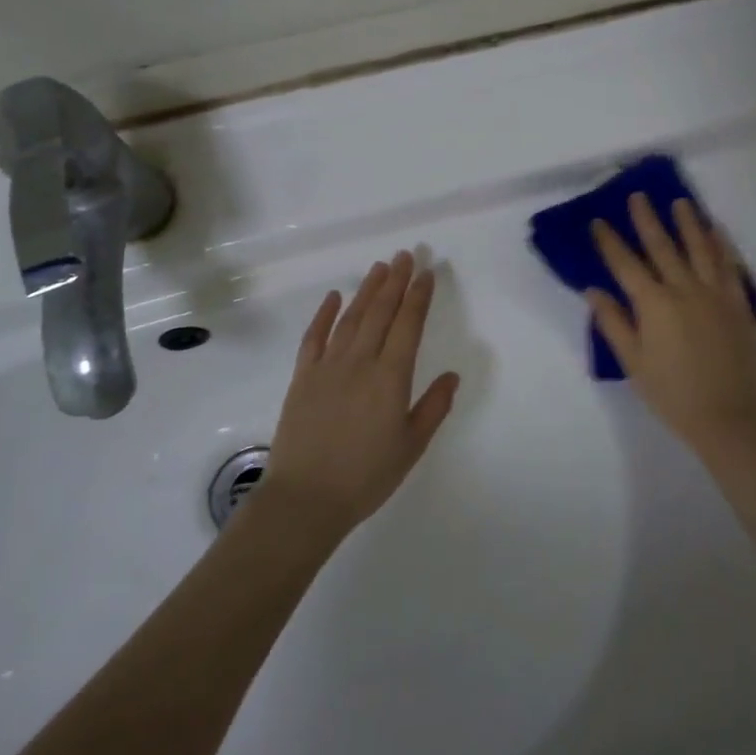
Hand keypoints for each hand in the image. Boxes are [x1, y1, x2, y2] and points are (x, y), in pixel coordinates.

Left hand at [263, 252, 461, 534]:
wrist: (305, 500)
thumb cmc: (366, 476)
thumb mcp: (411, 446)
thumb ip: (433, 407)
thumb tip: (452, 375)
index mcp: (390, 377)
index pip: (408, 325)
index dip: (418, 296)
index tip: (426, 273)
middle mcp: (360, 362)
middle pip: (381, 312)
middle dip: (396, 281)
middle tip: (406, 255)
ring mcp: (328, 367)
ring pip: (352, 318)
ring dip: (367, 290)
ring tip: (380, 267)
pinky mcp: (303, 378)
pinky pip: (314, 337)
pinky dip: (325, 314)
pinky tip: (334, 297)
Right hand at [589, 195, 755, 459]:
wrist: (730, 414)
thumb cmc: (673, 393)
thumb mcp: (633, 363)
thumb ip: (614, 323)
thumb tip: (593, 290)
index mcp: (654, 304)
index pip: (626, 264)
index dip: (610, 242)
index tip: (598, 221)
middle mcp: (684, 289)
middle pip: (662, 246)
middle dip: (647, 219)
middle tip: (638, 196)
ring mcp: (715, 292)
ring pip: (699, 247)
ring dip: (688, 222)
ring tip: (680, 202)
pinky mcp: (739, 302)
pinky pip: (729, 265)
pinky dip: (721, 244)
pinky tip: (715, 230)